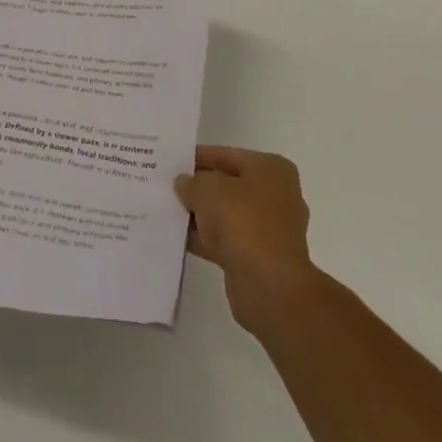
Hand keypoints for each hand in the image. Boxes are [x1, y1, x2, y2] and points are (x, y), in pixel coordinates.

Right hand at [175, 147, 319, 334]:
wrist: (269, 286)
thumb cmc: (243, 222)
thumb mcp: (208, 190)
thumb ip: (192, 182)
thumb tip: (183, 183)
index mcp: (271, 169)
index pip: (227, 155)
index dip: (197, 157)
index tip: (171, 161)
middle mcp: (276, 195)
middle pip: (228, 184)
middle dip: (198, 187)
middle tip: (165, 186)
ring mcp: (269, 228)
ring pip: (226, 214)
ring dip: (200, 215)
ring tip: (166, 210)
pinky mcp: (259, 257)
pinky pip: (226, 240)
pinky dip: (205, 238)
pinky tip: (177, 238)